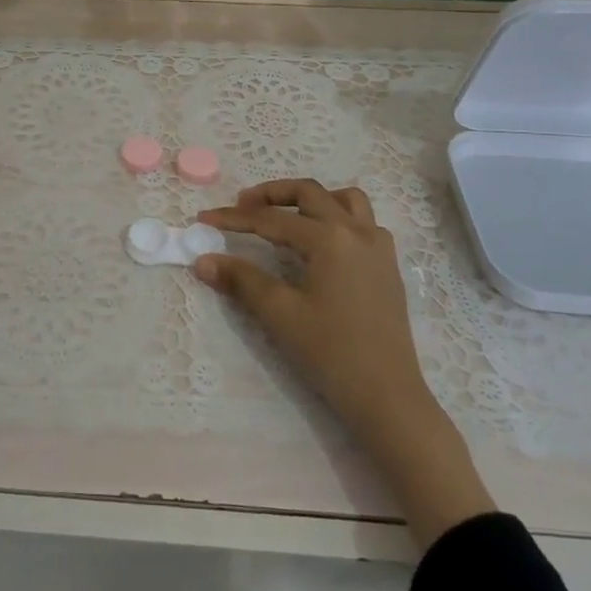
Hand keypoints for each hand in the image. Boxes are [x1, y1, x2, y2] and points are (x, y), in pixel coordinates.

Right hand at [194, 179, 429, 442]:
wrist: (388, 397)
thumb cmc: (331, 353)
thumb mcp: (280, 314)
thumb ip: (241, 280)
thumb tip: (202, 261)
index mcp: (329, 238)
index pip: (271, 219)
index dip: (234, 218)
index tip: (204, 219)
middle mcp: (357, 231)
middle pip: (309, 193)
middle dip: (272, 194)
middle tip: (242, 206)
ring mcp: (378, 247)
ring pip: (344, 200)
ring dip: (311, 199)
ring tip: (286, 215)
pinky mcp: (388, 266)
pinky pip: (364, 222)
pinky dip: (339, 218)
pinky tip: (323, 243)